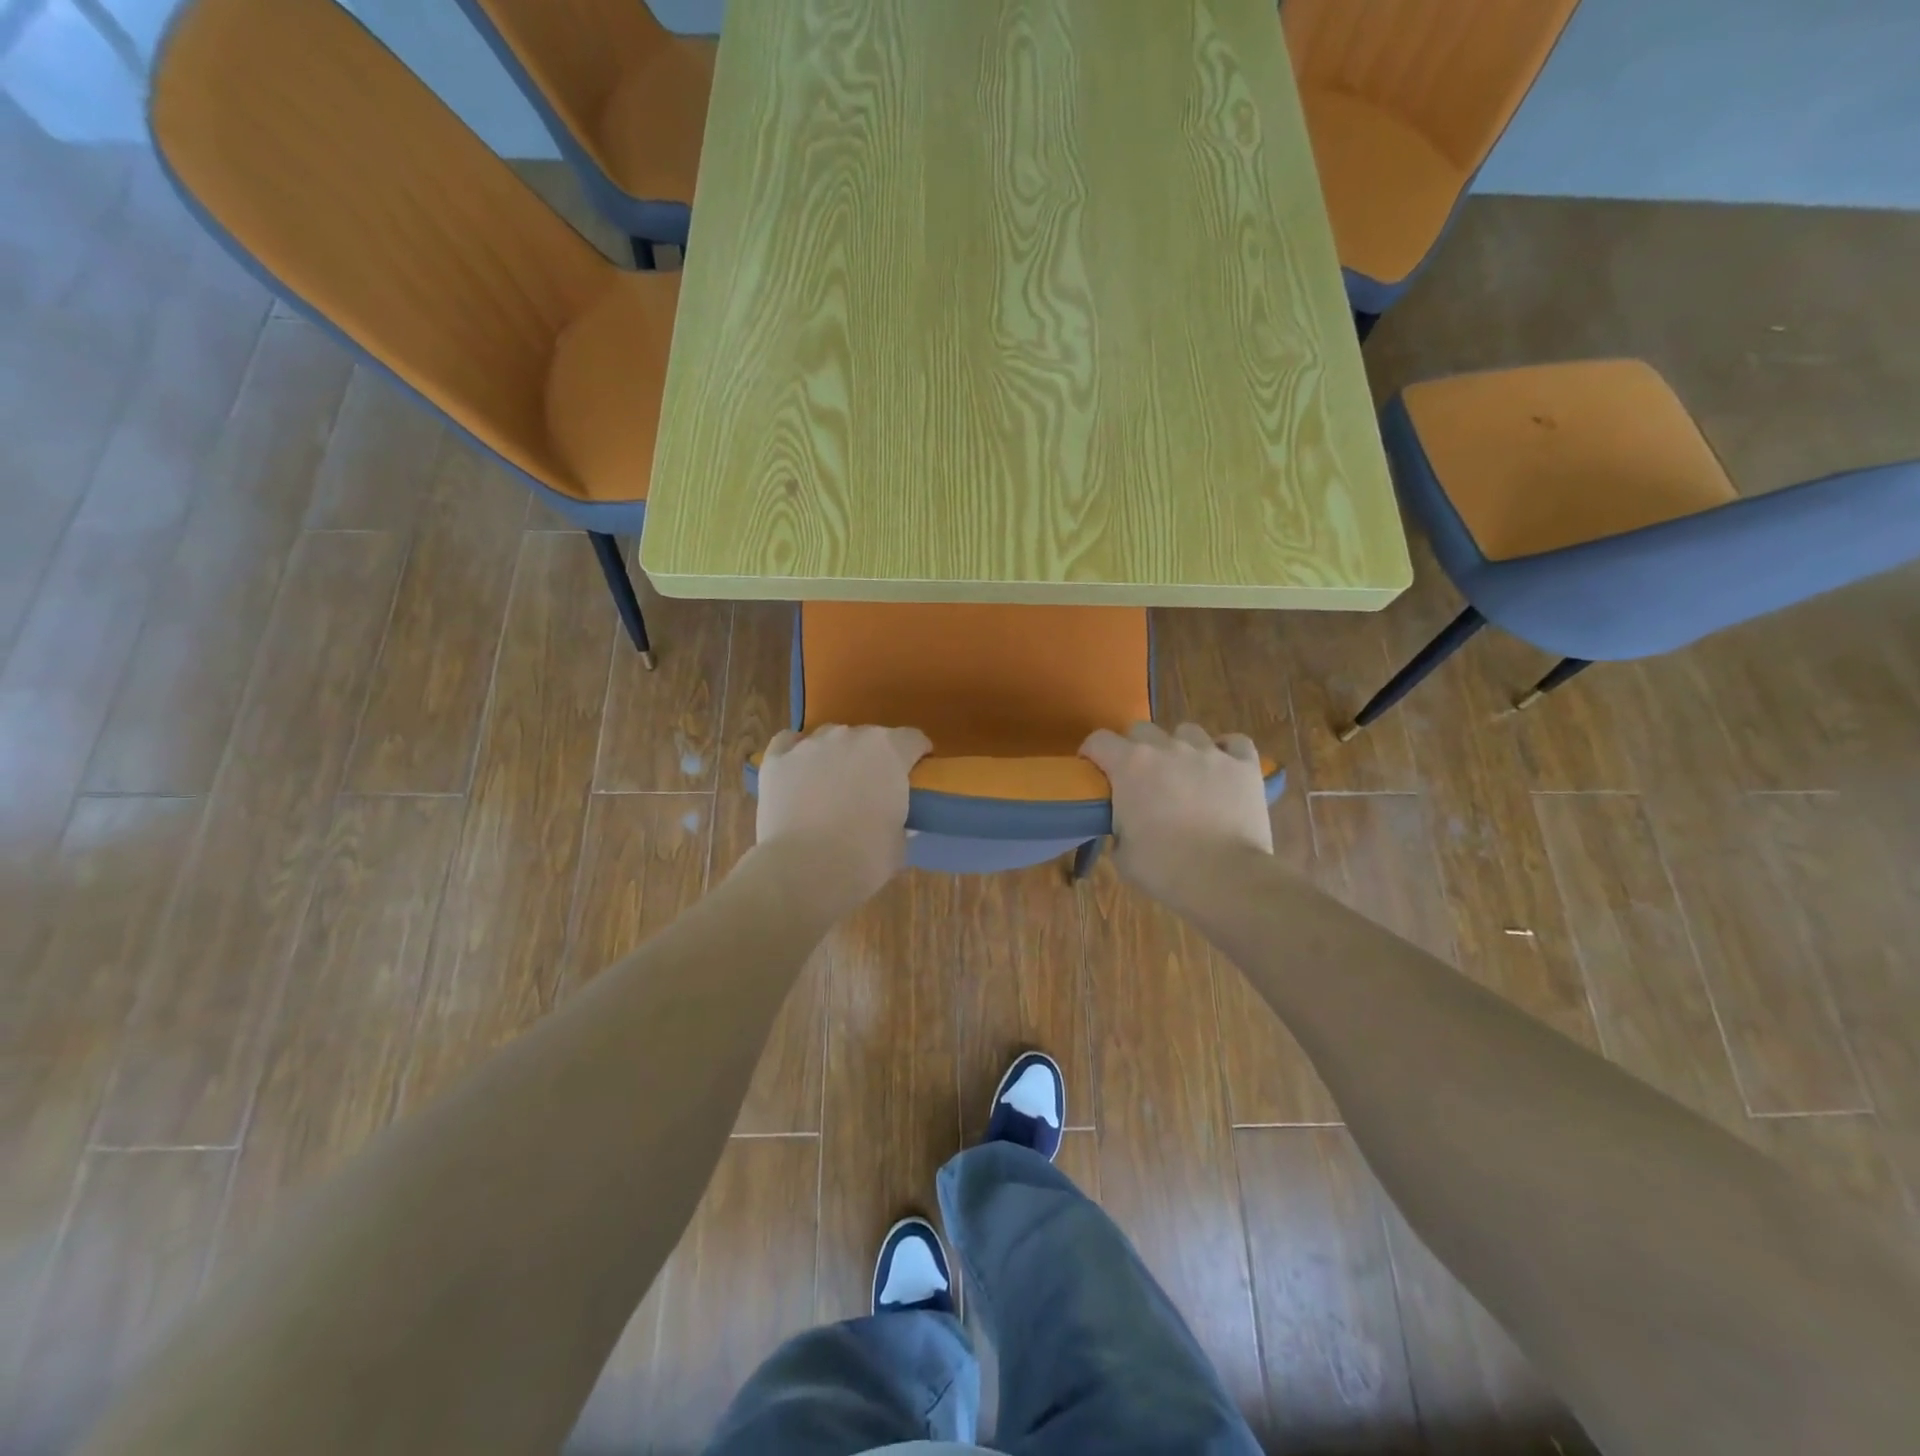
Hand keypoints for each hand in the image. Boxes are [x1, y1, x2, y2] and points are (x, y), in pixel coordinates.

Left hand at [755, 724, 931, 907]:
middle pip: (870, 736)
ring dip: (836, 755)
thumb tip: (893, 818)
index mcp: (889, 751)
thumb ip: (899, 818)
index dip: (917, 755)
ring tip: (831, 784)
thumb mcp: (899, 841)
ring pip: (829, 737)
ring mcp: (810, 745)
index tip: (915, 774)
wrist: (805, 870)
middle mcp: (850, 736)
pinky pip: (788, 743)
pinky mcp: (777, 759)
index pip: (913, 738)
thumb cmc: (864, 858)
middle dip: (874, 758)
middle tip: (872, 788)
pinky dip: (795, 753)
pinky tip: (797, 772)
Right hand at [1080, 722, 1272, 904]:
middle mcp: (1167, 748)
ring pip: (1188, 731)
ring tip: (1184, 772)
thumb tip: (1126, 825)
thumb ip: (1119, 827)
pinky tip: (1223, 767)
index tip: (1093, 770)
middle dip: (1135, 748)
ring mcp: (1209, 753)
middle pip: (1142, 730)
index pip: (1099, 740)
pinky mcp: (1244, 765)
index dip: (1092, 752)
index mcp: (1131, 766)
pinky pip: (1235, 743)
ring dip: (1180, 747)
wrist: (1225, 879)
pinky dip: (1226, 751)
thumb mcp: (1122, 854)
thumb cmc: (1164, 869)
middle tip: (1140, 777)